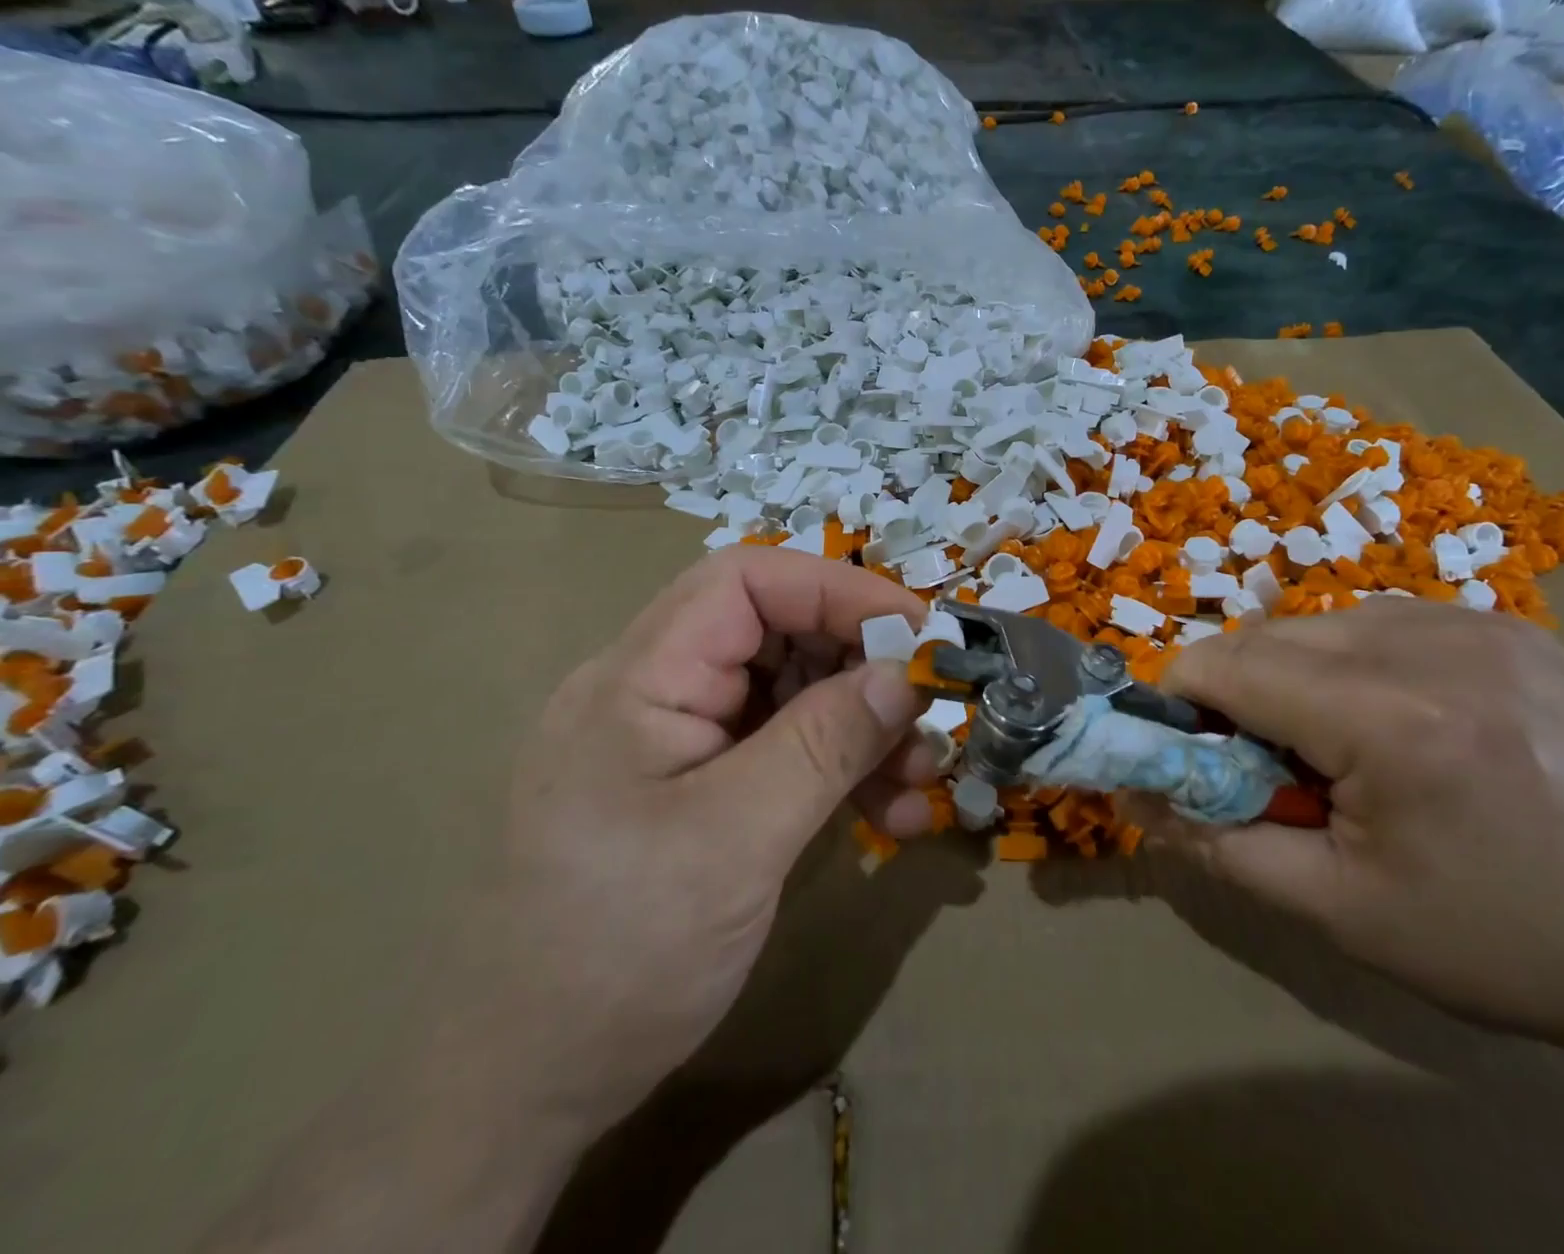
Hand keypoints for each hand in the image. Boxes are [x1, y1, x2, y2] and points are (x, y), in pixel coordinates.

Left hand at [464, 547, 938, 1134]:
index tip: (916, 631)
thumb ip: (825, 743)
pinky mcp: (701, 789)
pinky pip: (784, 752)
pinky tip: (892, 815)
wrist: (526, 1089)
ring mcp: (680, 743)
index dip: (837, 589)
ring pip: (791, 695)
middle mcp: (658, 692)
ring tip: (923, 778)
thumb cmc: (618, 953)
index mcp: (640, 677)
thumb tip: (905, 675)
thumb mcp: (737, 839)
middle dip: (861, 668)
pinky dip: (840, 772)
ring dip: (863, 727)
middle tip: (928, 712)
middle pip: (777, 635)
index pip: (745, 583)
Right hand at [1136, 600, 1563, 1062]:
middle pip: (1267, 636)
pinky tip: (1400, 723)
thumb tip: (1135, 796)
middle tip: (1269, 769)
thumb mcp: (1339, 911)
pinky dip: (1356, 663)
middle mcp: (1429, 641)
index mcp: (1388, 716)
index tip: (1188, 752)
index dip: (1181, 701)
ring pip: (1321, 623)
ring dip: (1296, 675)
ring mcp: (1480, 623)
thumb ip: (1217, 843)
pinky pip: (1385, 621)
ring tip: (1341, 750)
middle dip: (1238, 694)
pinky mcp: (1514, 627)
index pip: (1225, 665)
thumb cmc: (1506, 942)